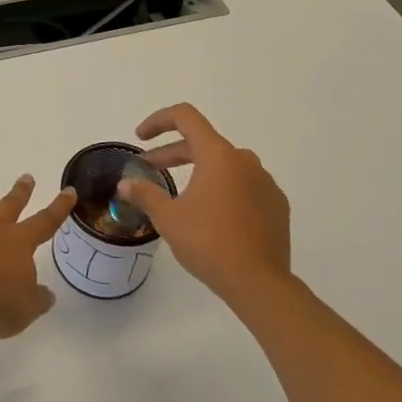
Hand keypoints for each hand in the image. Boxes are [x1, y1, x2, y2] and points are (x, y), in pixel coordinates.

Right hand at [113, 104, 292, 303]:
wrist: (260, 284)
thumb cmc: (209, 244)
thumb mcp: (168, 218)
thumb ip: (145, 194)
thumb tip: (125, 184)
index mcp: (218, 155)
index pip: (186, 117)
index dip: (159, 121)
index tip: (142, 137)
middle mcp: (244, 160)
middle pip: (203, 143)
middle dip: (173, 152)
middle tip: (150, 168)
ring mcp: (265, 182)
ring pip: (225, 165)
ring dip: (199, 171)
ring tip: (181, 194)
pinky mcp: (277, 204)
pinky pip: (244, 186)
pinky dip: (224, 190)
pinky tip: (213, 215)